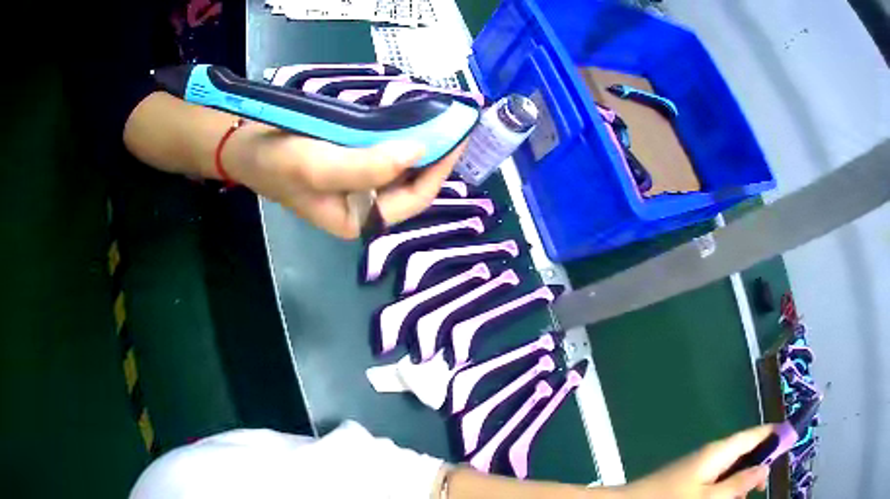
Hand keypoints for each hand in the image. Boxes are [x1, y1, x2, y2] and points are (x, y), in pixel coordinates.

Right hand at [225, 120, 465, 238]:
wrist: (244, 147)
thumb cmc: (276, 162)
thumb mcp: (317, 168)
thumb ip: (367, 167)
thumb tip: (416, 152)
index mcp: (358, 219)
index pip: (413, 200)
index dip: (438, 171)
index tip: (458, 138)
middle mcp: (363, 207)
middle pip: (410, 184)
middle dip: (433, 157)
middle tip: (453, 125)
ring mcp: (357, 185)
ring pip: (400, 167)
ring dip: (420, 145)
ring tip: (440, 120)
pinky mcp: (350, 163)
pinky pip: (385, 152)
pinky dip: (399, 137)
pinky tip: (411, 120)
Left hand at [623, 425, 772, 498]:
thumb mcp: (710, 497)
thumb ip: (738, 483)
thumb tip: (764, 468)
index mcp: (718, 451)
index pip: (753, 434)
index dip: (774, 434)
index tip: (791, 436)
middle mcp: (710, 454)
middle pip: (744, 451)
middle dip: (758, 464)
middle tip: (764, 484)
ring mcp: (698, 466)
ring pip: (730, 468)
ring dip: (741, 479)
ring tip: (746, 493)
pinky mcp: (688, 479)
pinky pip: (716, 478)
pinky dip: (725, 487)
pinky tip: (726, 497)